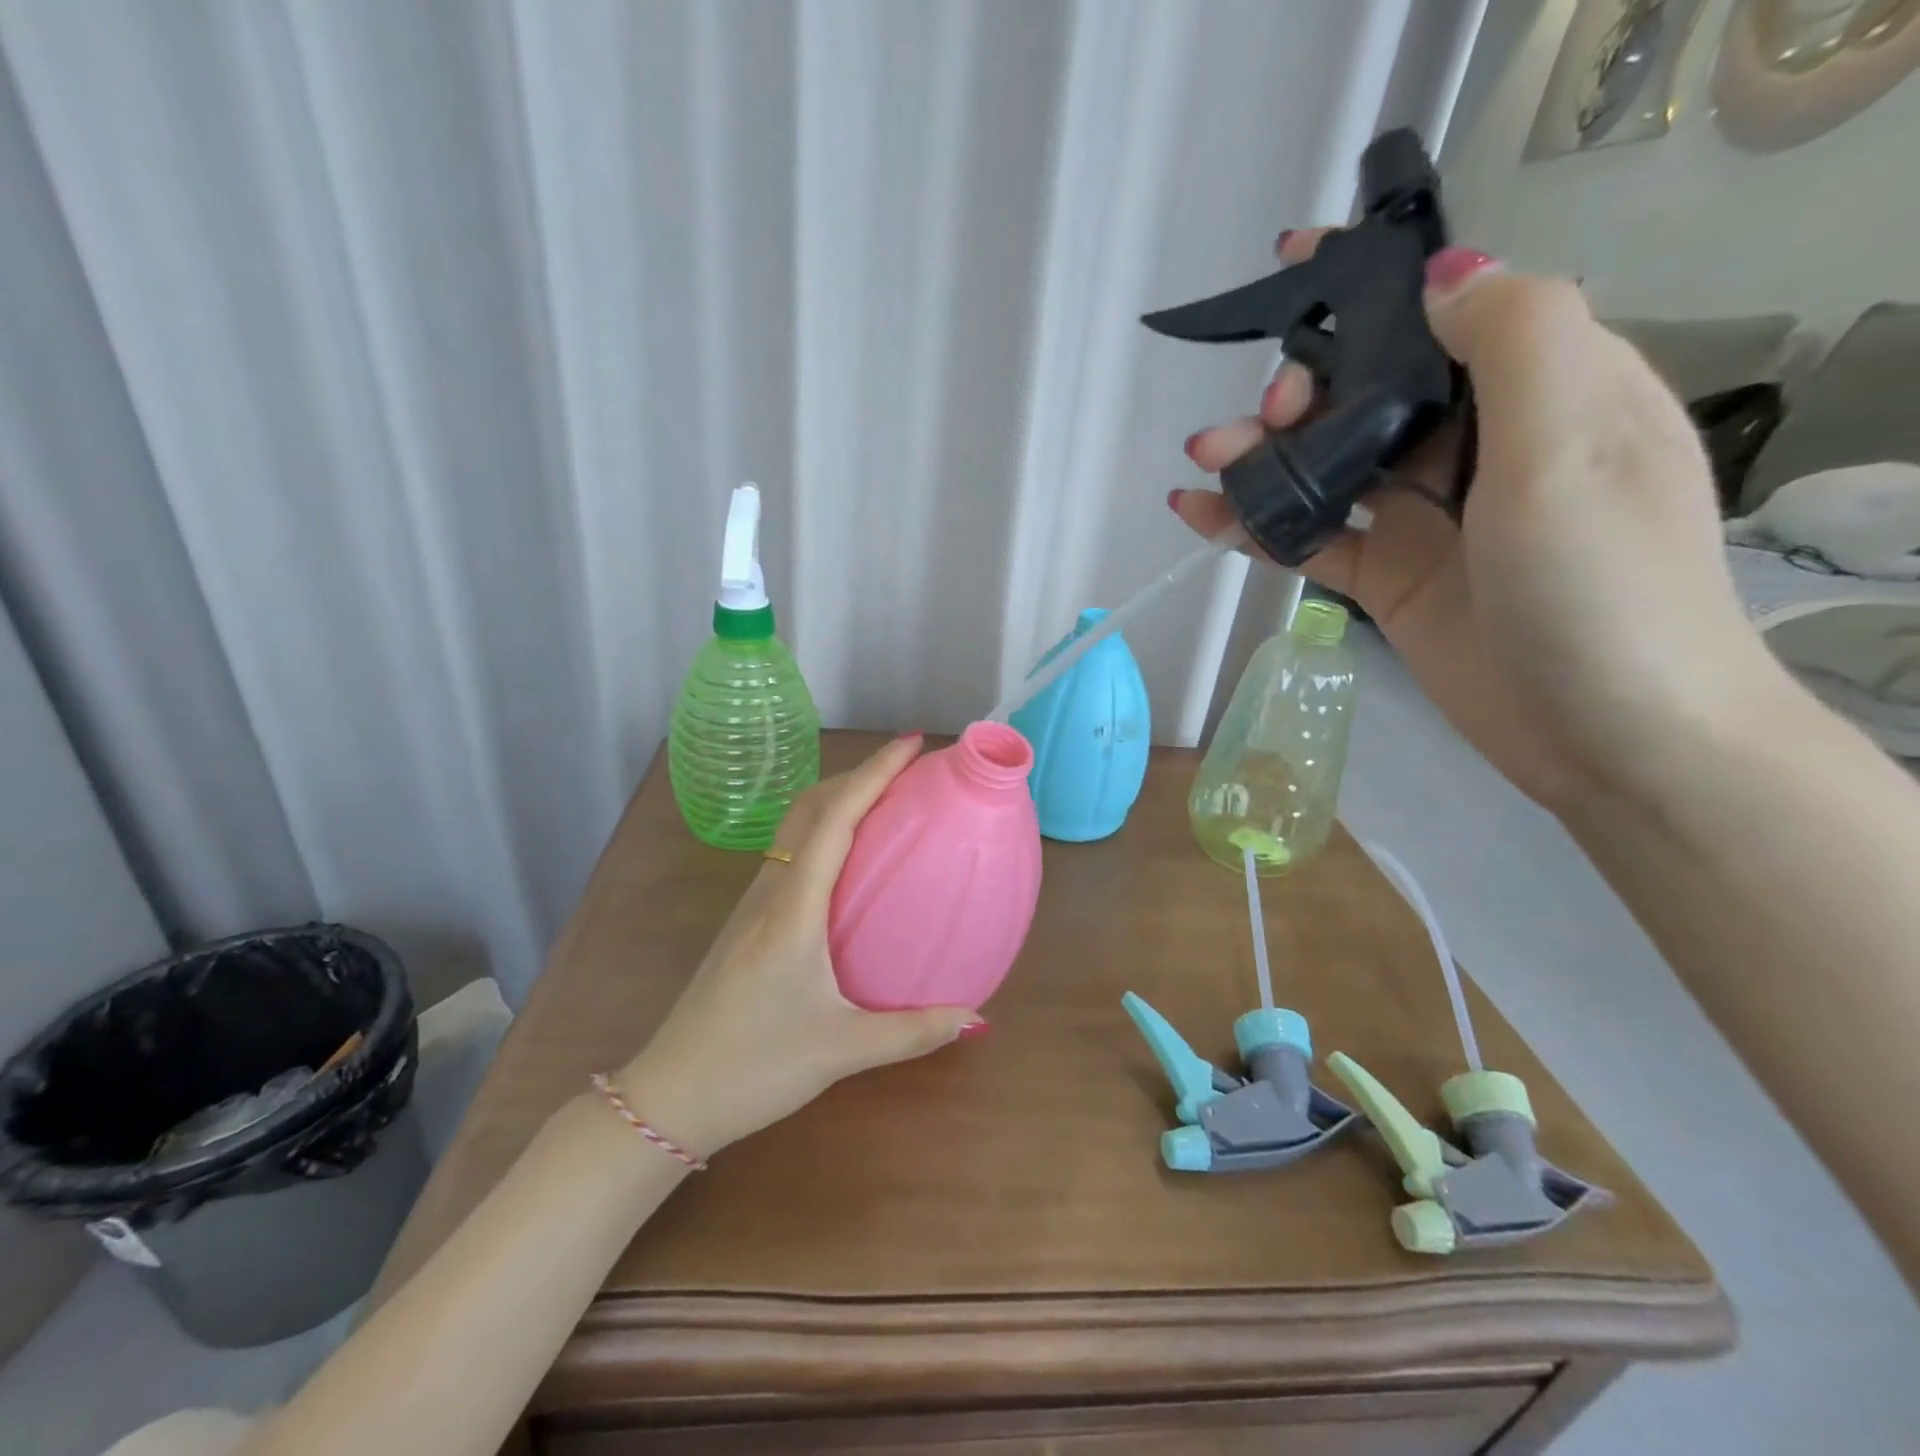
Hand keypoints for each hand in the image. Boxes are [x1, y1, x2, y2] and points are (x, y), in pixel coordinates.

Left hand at [616, 737, 979, 1158]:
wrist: (669, 1096)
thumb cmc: (754, 1066)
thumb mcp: (841, 1051)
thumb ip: (913, 1033)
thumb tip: (976, 1017)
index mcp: (793, 908)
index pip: (835, 818)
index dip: (874, 772)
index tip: (912, 744)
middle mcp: (771, 891)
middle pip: (811, 807)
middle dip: (858, 774)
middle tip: (908, 769)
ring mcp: (753, 904)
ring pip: (795, 827)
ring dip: (838, 799)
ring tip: (886, 801)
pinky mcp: (747, 922)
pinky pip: (791, 854)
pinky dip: (824, 832)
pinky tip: (850, 860)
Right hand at [1172, 235, 1771, 810]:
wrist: (1608, 737)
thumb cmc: (1603, 588)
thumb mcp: (1576, 447)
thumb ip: (1516, 341)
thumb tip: (1441, 274)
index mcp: (1546, 391)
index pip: (1448, 312)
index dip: (1373, 286)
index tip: (1294, 264)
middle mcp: (1482, 445)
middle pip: (1372, 392)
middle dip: (1306, 388)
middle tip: (1267, 414)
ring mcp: (1429, 517)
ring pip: (1330, 465)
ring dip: (1265, 456)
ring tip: (1206, 460)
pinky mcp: (1389, 577)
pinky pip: (1311, 535)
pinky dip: (1257, 523)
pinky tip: (1200, 514)